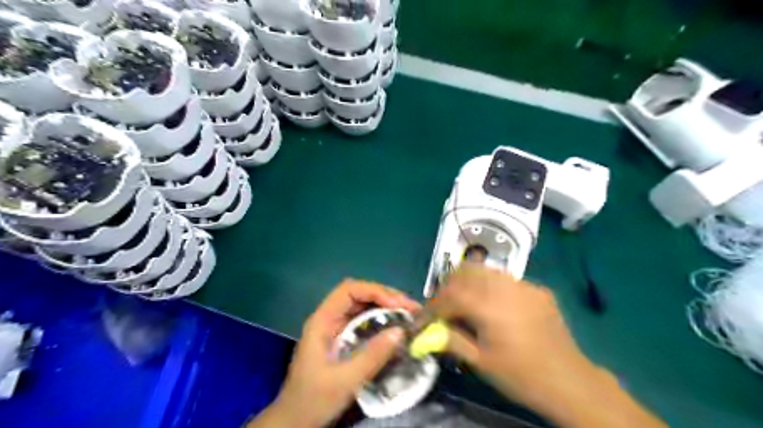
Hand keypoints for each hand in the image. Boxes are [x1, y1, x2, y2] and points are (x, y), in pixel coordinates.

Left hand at [252, 278, 419, 426]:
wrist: (295, 421)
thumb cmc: (314, 399)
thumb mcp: (344, 381)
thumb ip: (372, 356)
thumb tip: (401, 332)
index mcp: (323, 320)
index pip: (349, 290)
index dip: (375, 291)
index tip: (398, 304)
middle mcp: (330, 318)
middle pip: (359, 294)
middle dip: (386, 297)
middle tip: (411, 309)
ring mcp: (336, 328)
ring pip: (363, 306)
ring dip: (387, 307)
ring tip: (409, 315)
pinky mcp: (343, 339)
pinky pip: (365, 321)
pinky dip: (382, 320)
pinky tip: (396, 328)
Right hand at [428, 263, 669, 427]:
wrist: (570, 382)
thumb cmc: (521, 376)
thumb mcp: (481, 362)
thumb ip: (451, 340)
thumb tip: (427, 332)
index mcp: (490, 307)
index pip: (451, 294)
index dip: (433, 305)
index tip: (426, 316)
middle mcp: (506, 287)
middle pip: (466, 271)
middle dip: (449, 286)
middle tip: (444, 306)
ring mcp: (524, 285)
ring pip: (486, 270)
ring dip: (469, 282)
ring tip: (465, 302)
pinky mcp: (537, 289)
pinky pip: (505, 279)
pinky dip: (490, 286)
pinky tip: (493, 306)